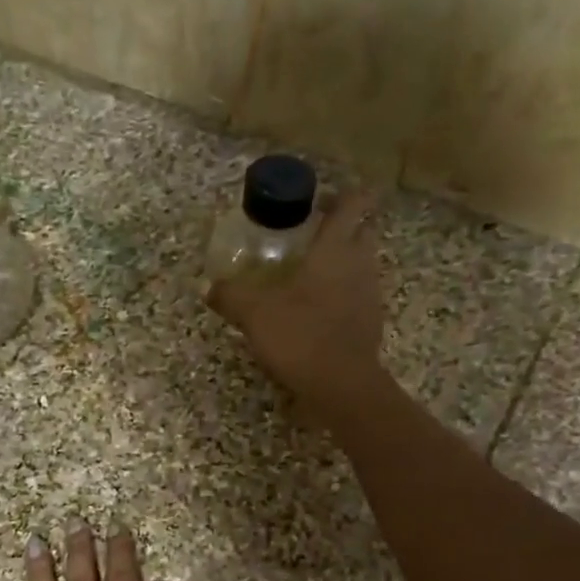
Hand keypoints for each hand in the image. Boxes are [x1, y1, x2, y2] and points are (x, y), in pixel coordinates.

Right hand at [206, 190, 384, 421]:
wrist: (342, 387)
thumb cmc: (301, 336)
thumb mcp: (255, 313)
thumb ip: (231, 295)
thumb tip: (208, 287)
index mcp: (336, 249)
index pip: (353, 203)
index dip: (343, 194)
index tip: (321, 199)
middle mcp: (360, 265)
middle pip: (363, 231)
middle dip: (344, 228)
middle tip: (312, 236)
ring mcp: (370, 296)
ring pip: (363, 266)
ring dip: (343, 264)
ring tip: (310, 275)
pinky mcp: (371, 325)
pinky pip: (358, 298)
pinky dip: (343, 296)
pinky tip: (317, 312)